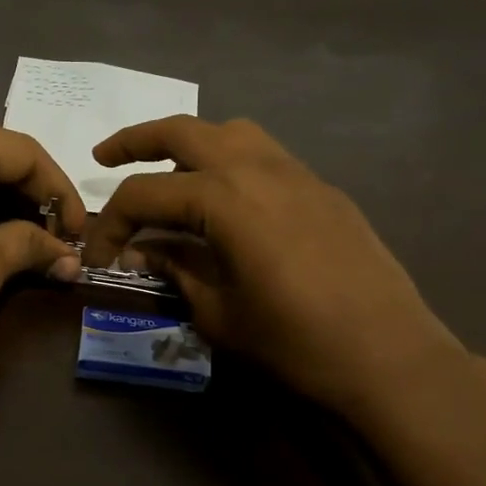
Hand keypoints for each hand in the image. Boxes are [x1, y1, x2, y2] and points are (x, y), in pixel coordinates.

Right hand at [80, 116, 466, 416]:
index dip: (111, 223)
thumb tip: (140, 252)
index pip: (145, 194)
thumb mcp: (218, 313)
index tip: (97, 254)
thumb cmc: (294, 341)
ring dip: (189, 143)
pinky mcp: (321, 189)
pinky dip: (230, 162)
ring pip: (230, 133)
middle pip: (183, 132)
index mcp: (224, 199)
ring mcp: (296, 173)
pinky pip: (264, 156)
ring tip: (167, 173)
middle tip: (104, 159)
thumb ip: (175, 270)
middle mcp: (257, 168)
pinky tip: (224, 201)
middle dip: (136, 141)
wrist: (388, 354)